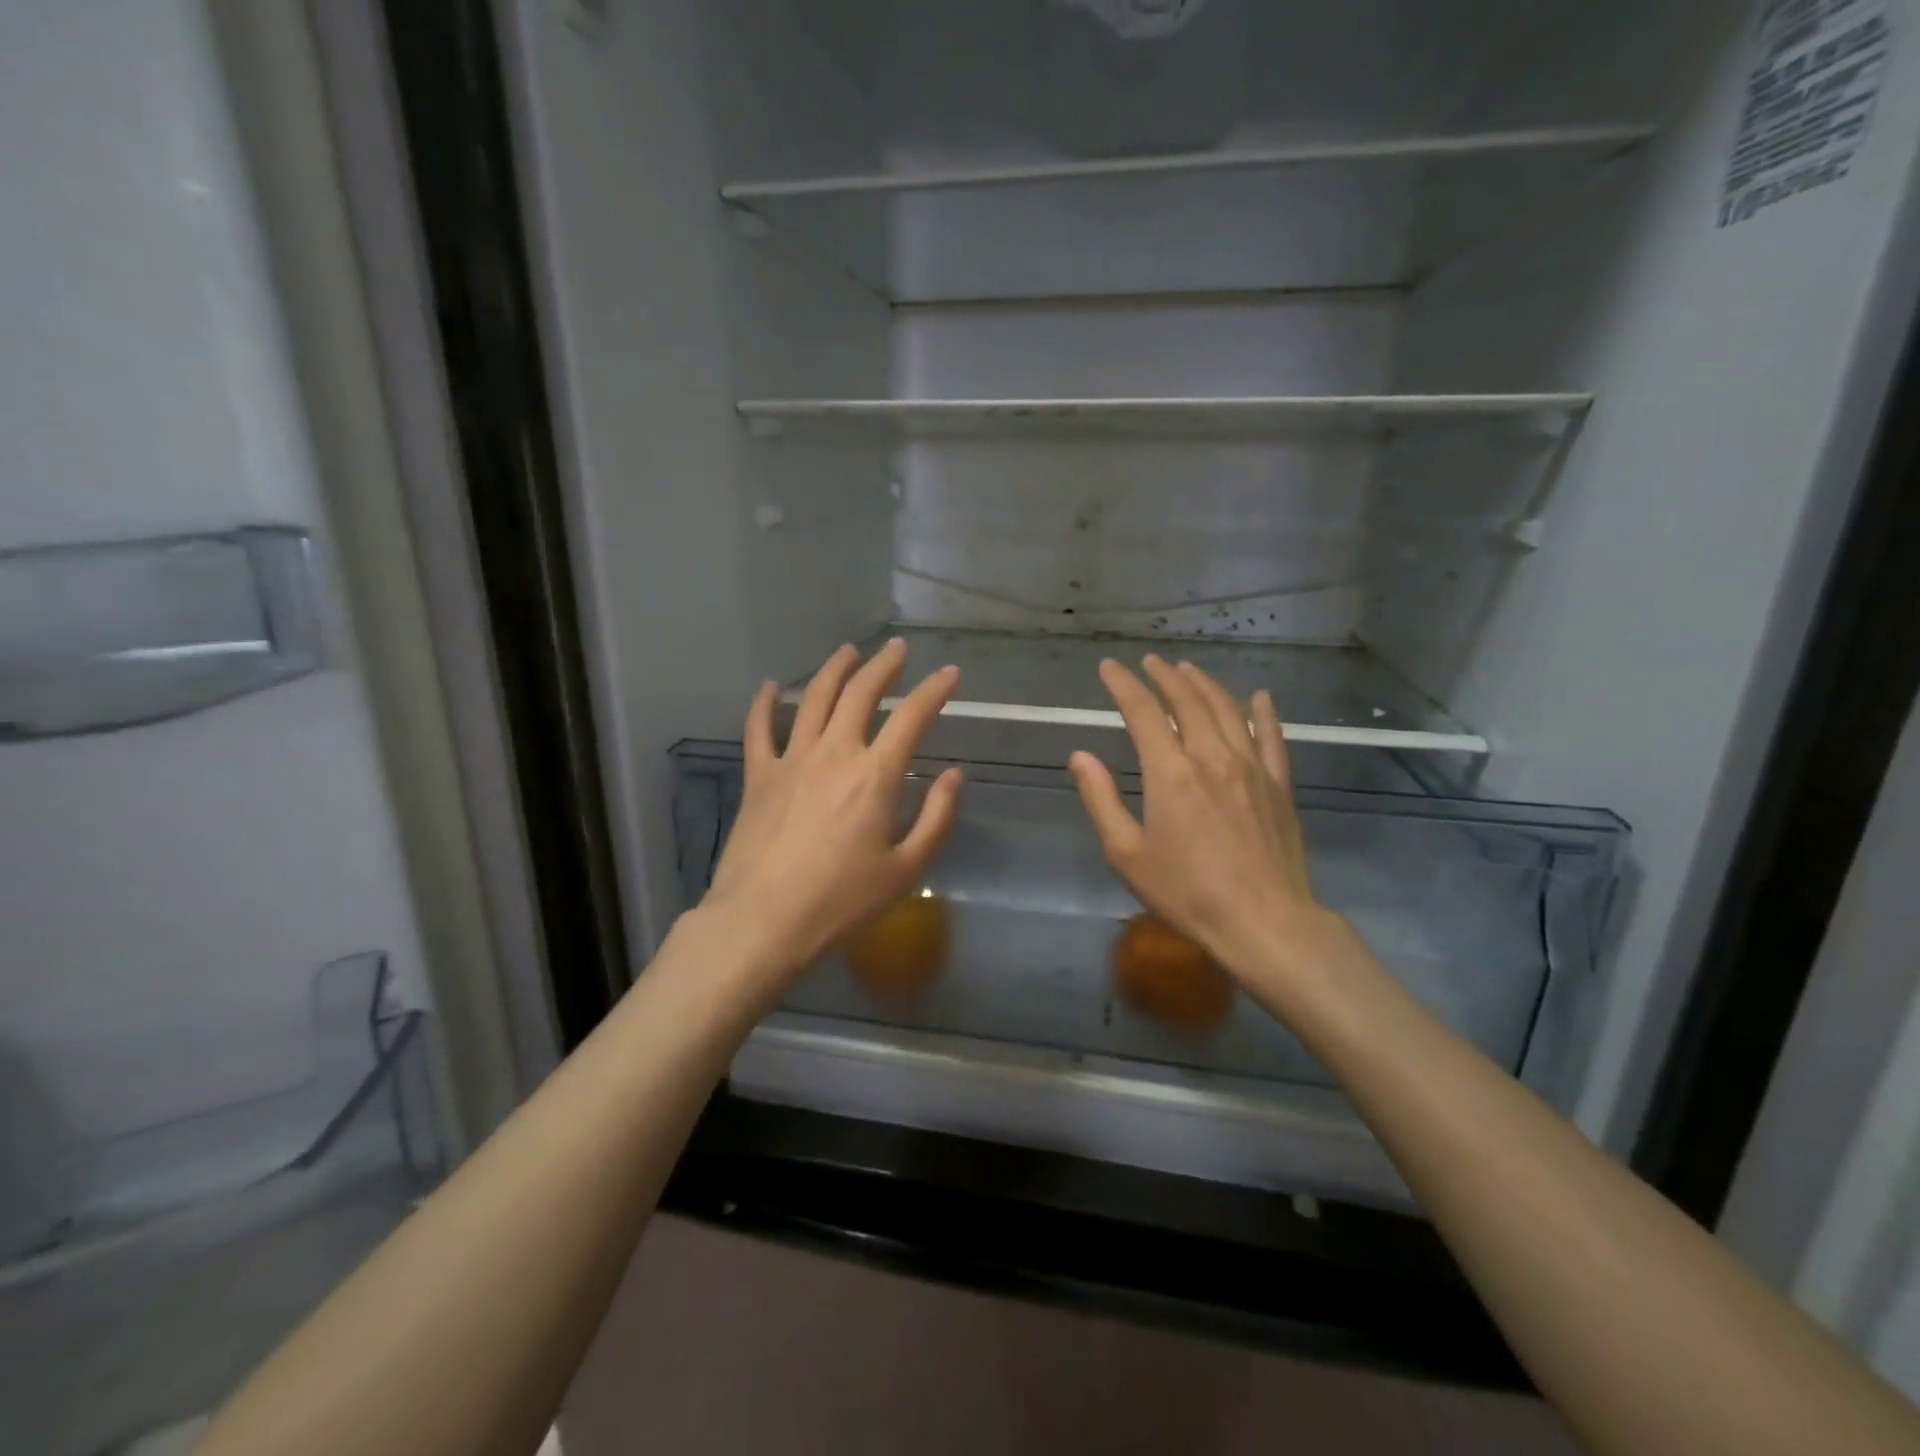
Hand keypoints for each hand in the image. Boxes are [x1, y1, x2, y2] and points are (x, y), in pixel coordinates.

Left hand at [700, 640, 962, 993]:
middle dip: (883, 665)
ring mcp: (791, 760)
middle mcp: (834, 753)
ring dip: (834, 670)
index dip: (935, 690)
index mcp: (876, 775)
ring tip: (848, 651)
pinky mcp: (758, 776)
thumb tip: (953, 776)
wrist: (762, 922)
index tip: (949, 673)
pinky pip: (759, 729)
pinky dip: (765, 703)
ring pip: (813, 698)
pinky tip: (770, 687)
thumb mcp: (906, 869)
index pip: (912, 717)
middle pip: (860, 693)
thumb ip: (936, 818)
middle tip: (896, 648)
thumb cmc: (841, 902)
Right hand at [1069, 656, 1352, 990]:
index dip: (1123, 685)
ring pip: (1227, 710)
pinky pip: (1272, 736)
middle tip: (1150, 662)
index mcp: (1170, 773)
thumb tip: (1080, 756)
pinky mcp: (1279, 785)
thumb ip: (1101, 799)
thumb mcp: (1127, 853)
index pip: (1142, 712)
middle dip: (1164, 676)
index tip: (1109, 668)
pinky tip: (1259, 697)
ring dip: (1205, 684)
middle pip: (1187, 701)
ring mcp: (1251, 767)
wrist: (1264, 921)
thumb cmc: (1187, 892)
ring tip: (1188, 669)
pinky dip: (1264, 712)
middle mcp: (1212, 757)